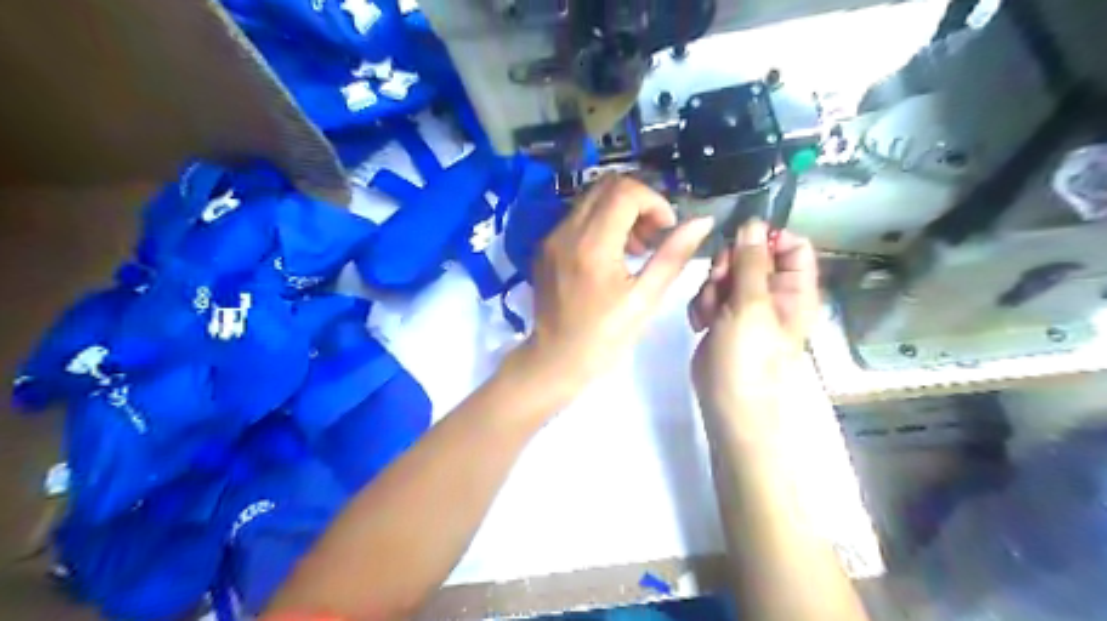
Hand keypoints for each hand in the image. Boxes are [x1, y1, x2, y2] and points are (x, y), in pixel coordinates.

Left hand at [517, 177, 714, 395]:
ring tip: (635, 248)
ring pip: (591, 198)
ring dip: (620, 211)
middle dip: (638, 203)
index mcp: (592, 246)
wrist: (555, 360)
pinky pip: (577, 216)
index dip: (654, 202)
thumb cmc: (603, 338)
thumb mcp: (644, 299)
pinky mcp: (545, 246)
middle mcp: (565, 232)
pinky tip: (611, 254)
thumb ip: (673, 256)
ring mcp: (550, 238)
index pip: (625, 192)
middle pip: (607, 186)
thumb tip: (702, 222)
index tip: (666, 230)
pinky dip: (601, 222)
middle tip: (652, 237)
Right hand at [690, 220, 819, 418]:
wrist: (727, 404)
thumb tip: (754, 223)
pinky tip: (700, 323)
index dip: (766, 239)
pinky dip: (701, 305)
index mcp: (794, 289)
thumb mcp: (751, 306)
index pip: (792, 245)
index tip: (739, 245)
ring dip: (710, 288)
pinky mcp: (722, 318)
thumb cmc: (748, 358)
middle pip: (750, 256)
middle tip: (719, 284)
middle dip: (728, 267)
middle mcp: (772, 294)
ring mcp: (745, 306)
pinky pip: (709, 294)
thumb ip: (751, 262)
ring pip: (725, 274)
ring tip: (710, 314)